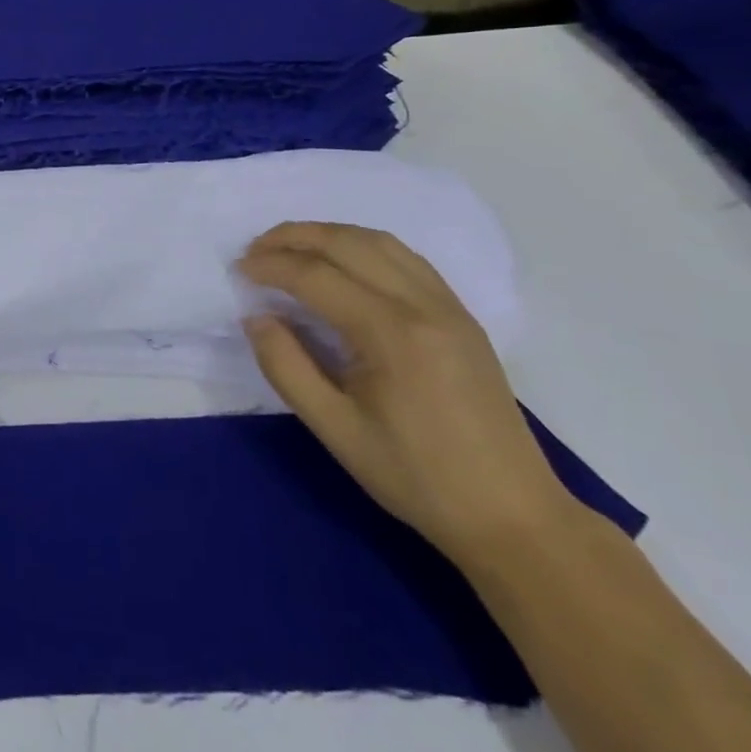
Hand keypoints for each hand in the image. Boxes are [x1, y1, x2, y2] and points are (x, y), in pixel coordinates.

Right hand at [240, 222, 577, 566]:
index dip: (270, 266)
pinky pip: (405, 258)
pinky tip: (343, 262)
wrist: (512, 516)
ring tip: (291, 248)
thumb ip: (286, 367)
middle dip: (293, 237)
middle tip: (255, 249)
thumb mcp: (335, 430)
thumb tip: (256, 317)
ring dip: (327, 234)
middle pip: (346, 243)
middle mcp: (423, 305)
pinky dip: (363, 245)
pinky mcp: (461, 316)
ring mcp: (448, 306)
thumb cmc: (416, 478)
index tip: (238, 270)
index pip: (316, 276)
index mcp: (391, 334)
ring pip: (378, 241)